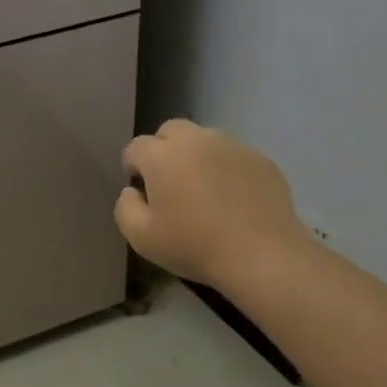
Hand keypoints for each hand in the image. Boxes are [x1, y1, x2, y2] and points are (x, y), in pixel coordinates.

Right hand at [116, 120, 311, 291]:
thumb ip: (125, 207)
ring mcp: (232, 146)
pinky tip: (232, 198)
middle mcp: (196, 140)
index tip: (141, 191)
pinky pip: (233, 155)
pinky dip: (225, 168)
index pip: (136, 147)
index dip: (133, 167)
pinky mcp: (261, 159)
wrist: (261, 255)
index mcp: (162, 156)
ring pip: (204, 139)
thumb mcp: (141, 238)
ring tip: (203, 189)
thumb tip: (132, 191)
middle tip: (169, 182)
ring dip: (195, 156)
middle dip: (163, 150)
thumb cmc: (194, 246)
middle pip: (170, 130)